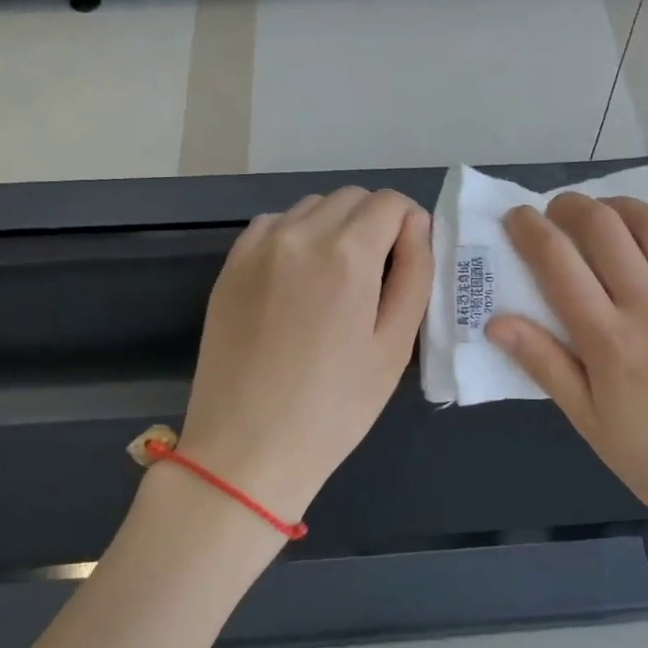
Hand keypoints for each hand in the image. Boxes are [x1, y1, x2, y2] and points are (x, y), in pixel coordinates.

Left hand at [176, 188, 431, 522]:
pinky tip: (298, 281)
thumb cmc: (334, 407)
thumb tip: (417, 227)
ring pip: (312, 207)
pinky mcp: (230, 266)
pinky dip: (296, 236)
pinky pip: (274, 226)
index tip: (410, 259)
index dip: (410, 223)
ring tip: (337, 280)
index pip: (390, 202)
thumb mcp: (394, 346)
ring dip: (335, 227)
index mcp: (347, 255)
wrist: (246, 449)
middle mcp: (299, 235)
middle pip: (351, 198)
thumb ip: (415, 274)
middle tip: (378, 276)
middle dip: (375, 223)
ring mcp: (258, 247)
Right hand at [486, 194, 647, 560]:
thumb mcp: (588, 422)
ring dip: (619, 205)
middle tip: (557, 211)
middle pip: (604, 228)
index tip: (517, 218)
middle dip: (570, 206)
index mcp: (610, 343)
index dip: (530, 229)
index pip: (558, 262)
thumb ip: (543, 364)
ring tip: (604, 214)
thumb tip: (496, 321)